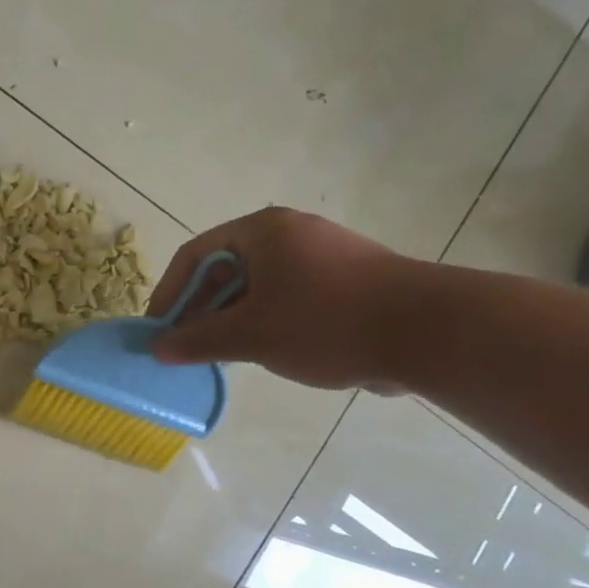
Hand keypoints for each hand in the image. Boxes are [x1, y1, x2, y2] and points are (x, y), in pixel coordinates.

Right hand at [147, 207, 420, 390]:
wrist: (432, 333)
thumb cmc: (326, 322)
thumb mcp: (251, 334)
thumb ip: (198, 340)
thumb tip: (156, 349)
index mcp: (262, 231)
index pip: (195, 255)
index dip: (170, 293)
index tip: (159, 330)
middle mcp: (290, 234)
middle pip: (225, 270)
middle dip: (201, 310)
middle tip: (187, 347)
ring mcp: (322, 256)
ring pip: (257, 287)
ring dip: (233, 320)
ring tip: (223, 356)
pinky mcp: (347, 282)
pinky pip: (289, 298)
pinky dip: (267, 321)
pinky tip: (267, 353)